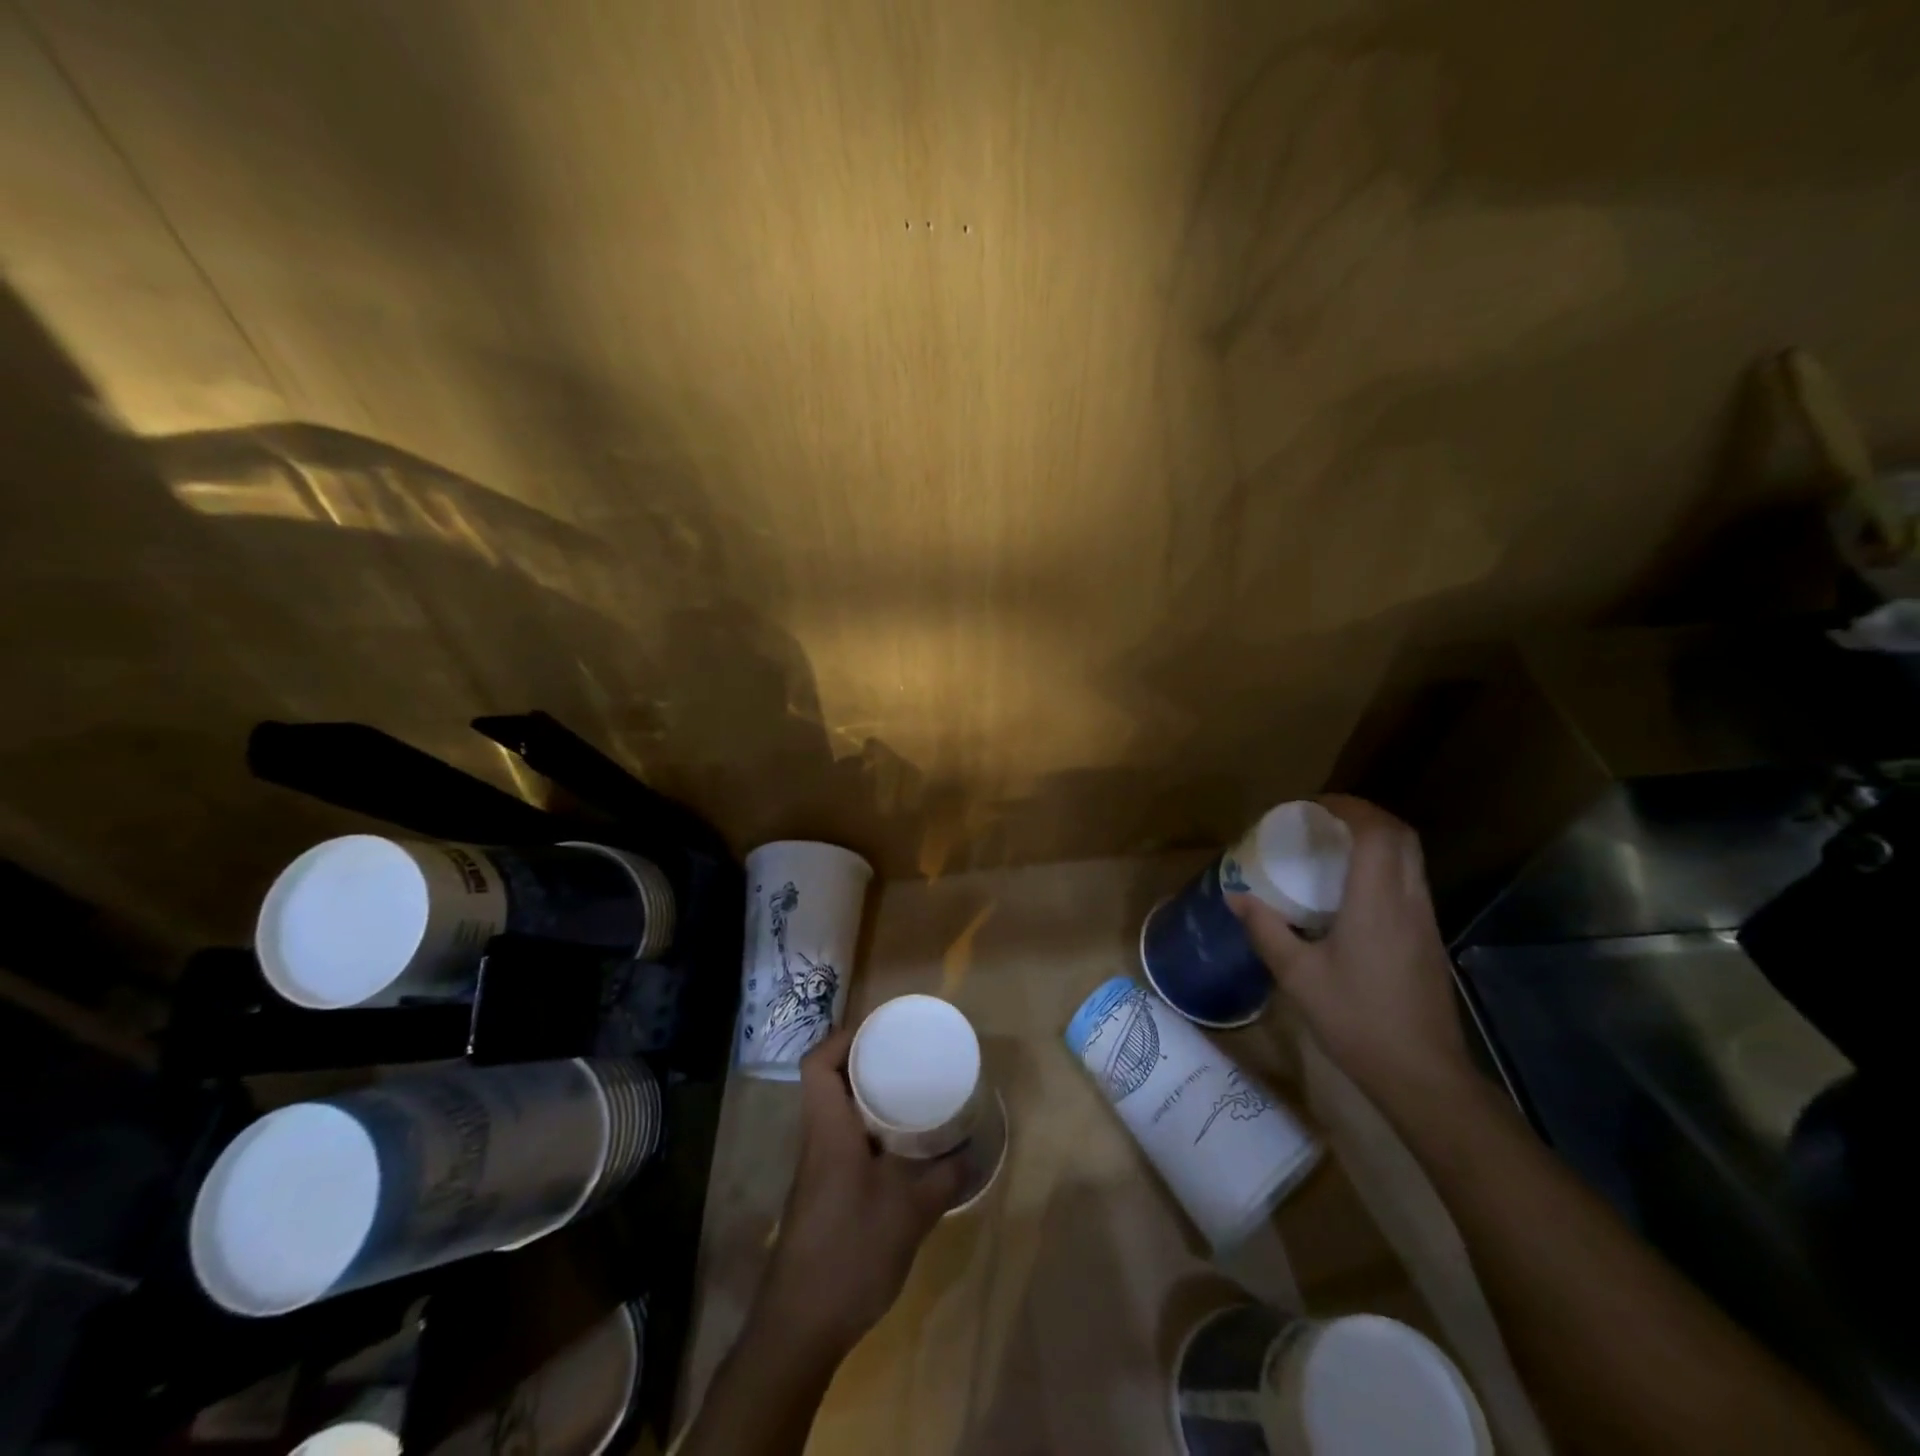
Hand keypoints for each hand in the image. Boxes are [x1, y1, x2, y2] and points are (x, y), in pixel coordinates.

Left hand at [754, 1027, 965, 1354]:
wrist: (801, 1328)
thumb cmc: (850, 1252)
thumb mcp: (909, 1212)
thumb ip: (942, 1177)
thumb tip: (971, 1152)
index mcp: (828, 1129)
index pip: (816, 1064)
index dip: (842, 1039)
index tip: (881, 1032)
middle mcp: (816, 1141)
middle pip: (828, 1083)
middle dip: (864, 1063)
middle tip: (906, 1058)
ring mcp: (817, 1170)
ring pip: (836, 1114)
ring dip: (867, 1099)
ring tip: (910, 1094)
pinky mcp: (824, 1196)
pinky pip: (844, 1143)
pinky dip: (869, 1133)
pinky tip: (901, 1150)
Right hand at [1228, 795, 1474, 1104]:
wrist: (1423, 1075)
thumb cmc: (1356, 1020)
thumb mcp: (1297, 975)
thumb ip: (1265, 929)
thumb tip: (1235, 895)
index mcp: (1377, 902)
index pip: (1377, 832)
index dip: (1349, 807)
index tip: (1313, 805)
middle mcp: (1408, 900)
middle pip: (1401, 836)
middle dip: (1365, 815)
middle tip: (1323, 820)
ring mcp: (1425, 920)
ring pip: (1410, 858)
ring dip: (1377, 839)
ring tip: (1334, 846)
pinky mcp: (1429, 938)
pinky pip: (1409, 880)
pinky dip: (1384, 865)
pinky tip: (1352, 889)